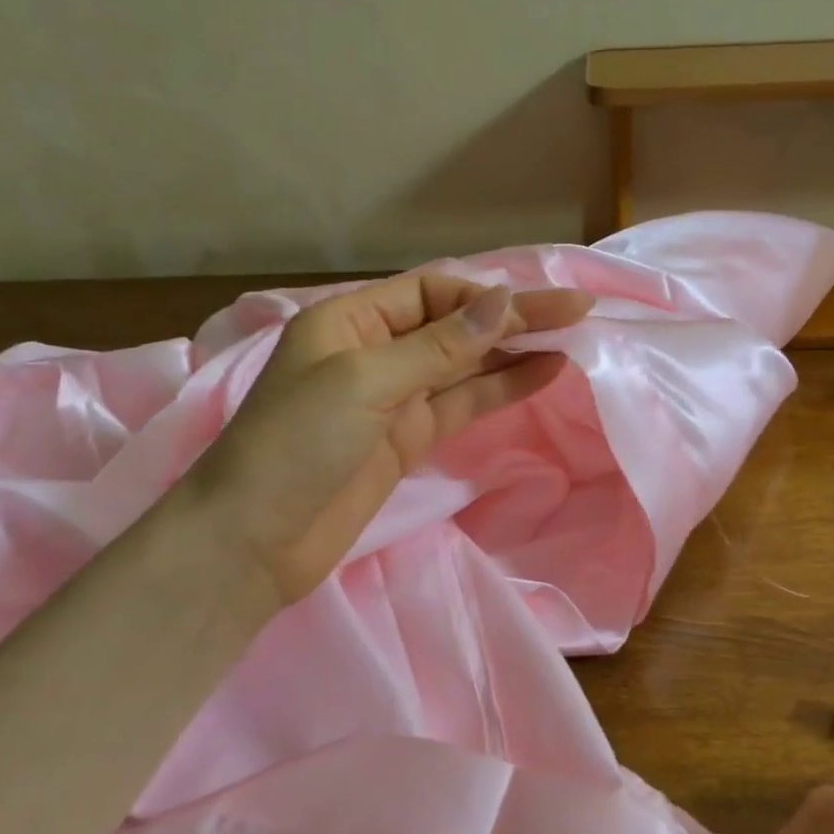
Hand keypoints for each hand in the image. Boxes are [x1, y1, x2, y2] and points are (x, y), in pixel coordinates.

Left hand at [189, 273, 593, 604]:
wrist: (256, 541)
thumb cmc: (296, 443)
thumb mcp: (364, 380)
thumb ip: (439, 346)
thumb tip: (502, 301)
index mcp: (351, 320)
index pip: (433, 292)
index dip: (488, 296)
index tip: (540, 306)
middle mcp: (376, 351)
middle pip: (456, 326)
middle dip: (513, 318)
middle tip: (577, 312)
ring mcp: (396, 398)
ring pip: (465, 366)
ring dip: (515, 353)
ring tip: (572, 341)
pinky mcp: (409, 439)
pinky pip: (462, 404)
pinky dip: (501, 390)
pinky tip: (542, 374)